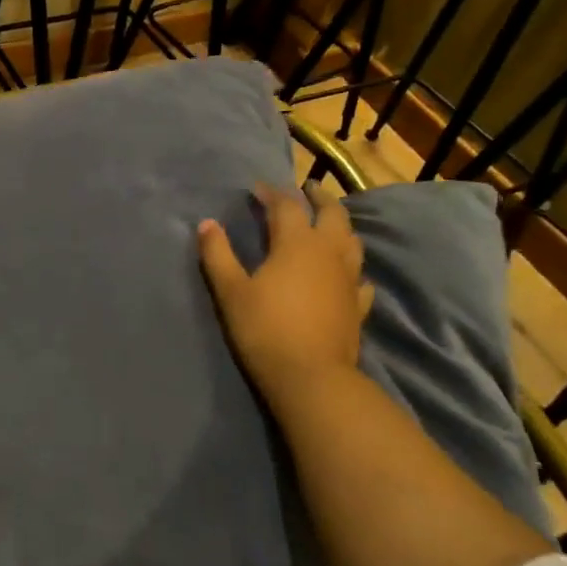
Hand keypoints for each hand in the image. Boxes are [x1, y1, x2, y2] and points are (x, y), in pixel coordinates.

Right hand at [198, 183, 373, 406]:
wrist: (311, 376)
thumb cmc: (265, 329)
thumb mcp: (231, 291)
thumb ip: (218, 254)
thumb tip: (207, 224)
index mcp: (297, 243)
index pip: (286, 206)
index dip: (272, 193)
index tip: (257, 188)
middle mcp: (329, 252)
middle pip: (332, 214)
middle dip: (318, 198)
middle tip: (307, 190)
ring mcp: (349, 278)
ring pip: (352, 240)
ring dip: (340, 226)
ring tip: (328, 224)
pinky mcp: (358, 304)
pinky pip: (360, 277)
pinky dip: (351, 267)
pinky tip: (346, 274)